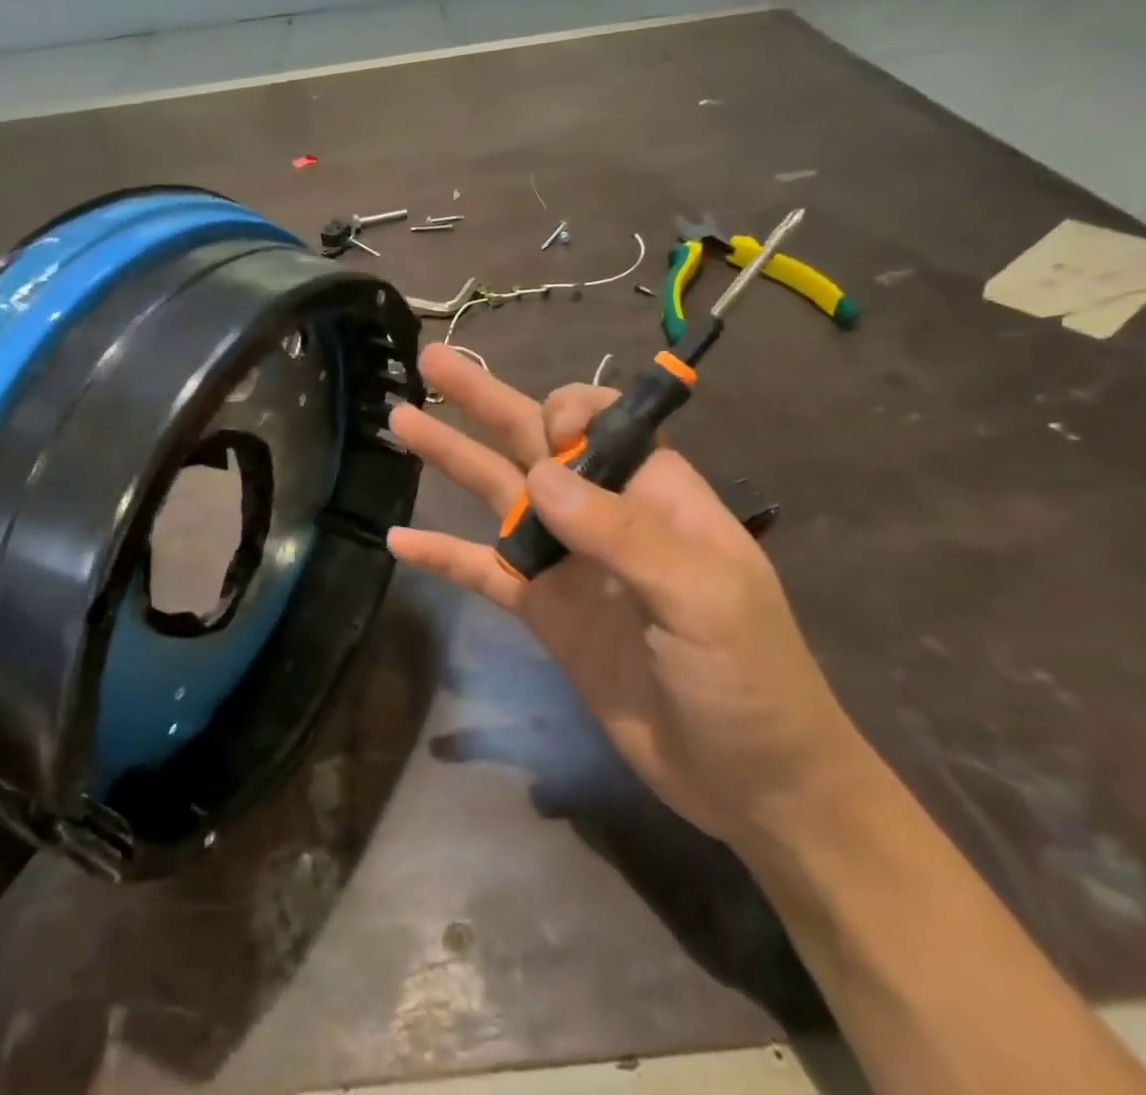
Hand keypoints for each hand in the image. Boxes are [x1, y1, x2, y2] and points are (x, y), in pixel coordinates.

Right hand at [388, 344, 870, 848]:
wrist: (749, 782)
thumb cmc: (749, 678)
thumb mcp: (703, 597)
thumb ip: (621, 531)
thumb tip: (538, 476)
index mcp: (654, 492)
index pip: (600, 421)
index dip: (567, 412)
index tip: (549, 436)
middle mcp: (602, 514)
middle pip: (532, 442)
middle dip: (482, 400)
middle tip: (430, 362)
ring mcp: (567, 562)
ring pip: (498, 494)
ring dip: (450, 457)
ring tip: (399, 421)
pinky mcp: (542, 610)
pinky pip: (482, 570)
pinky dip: (441, 554)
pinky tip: (397, 540)